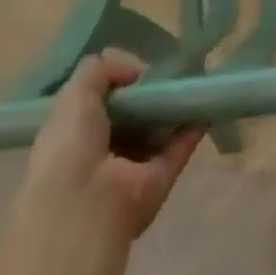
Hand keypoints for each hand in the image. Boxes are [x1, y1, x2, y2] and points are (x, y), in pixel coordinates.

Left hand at [22, 51, 204, 241]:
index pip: (98, 108)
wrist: (84, 203)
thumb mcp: (74, 94)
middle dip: (148, 98)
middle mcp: (103, 155)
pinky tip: (205, 104)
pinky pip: (179, 149)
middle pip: (131, 121)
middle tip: (169, 71)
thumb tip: (135, 73)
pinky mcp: (159, 180)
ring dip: (172, 111)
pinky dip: (192, 129)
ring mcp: (132, 169)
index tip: (136, 72)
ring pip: (157, 134)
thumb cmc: (70, 145)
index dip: (116, 87)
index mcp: (75, 138)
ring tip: (192, 80)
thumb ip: (100, 71)